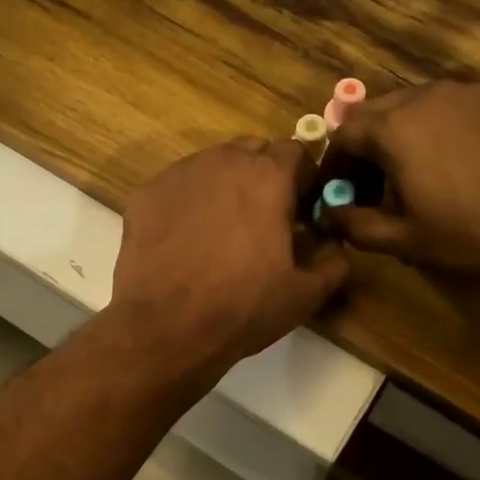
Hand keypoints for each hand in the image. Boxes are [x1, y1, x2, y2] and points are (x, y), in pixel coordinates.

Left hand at [111, 138, 349, 382]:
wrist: (166, 329)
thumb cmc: (243, 308)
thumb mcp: (306, 294)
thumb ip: (334, 259)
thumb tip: (334, 242)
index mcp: (268, 176)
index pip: (298, 152)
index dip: (304, 180)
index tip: (302, 211)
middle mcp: (223, 161)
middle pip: (253, 151)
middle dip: (264, 176)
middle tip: (263, 220)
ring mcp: (178, 174)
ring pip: (212, 165)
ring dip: (225, 186)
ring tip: (221, 231)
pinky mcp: (145, 194)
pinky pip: (177, 187)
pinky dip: (188, 203)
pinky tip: (185, 240)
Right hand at [324, 81, 479, 290]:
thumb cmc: (474, 233)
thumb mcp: (405, 240)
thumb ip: (357, 225)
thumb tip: (330, 216)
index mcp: (393, 127)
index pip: (343, 134)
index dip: (334, 164)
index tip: (337, 191)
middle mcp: (425, 96)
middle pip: (377, 113)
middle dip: (365, 147)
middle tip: (373, 186)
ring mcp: (467, 92)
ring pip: (415, 107)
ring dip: (401, 136)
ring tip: (414, 176)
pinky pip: (451, 109)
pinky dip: (437, 130)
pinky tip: (456, 165)